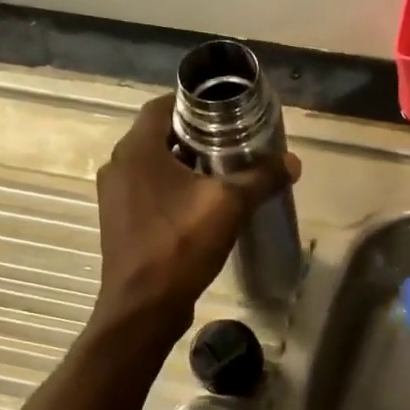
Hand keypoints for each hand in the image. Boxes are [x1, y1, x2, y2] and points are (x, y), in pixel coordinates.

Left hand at [93, 94, 298, 330]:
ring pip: (155, 165)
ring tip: (224, 171)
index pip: (162, 105)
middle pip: (160, 135)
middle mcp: (119, 166)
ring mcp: (116, 196)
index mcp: (136, 150)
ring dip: (186, 164)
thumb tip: (293, 162)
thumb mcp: (229, 205)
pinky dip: (174, 188)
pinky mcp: (121, 221)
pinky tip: (204, 205)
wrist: (143, 307)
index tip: (226, 110)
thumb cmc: (180, 245)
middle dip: (196, 135)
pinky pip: (150, 191)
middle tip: (233, 141)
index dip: (194, 103)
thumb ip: (262, 178)